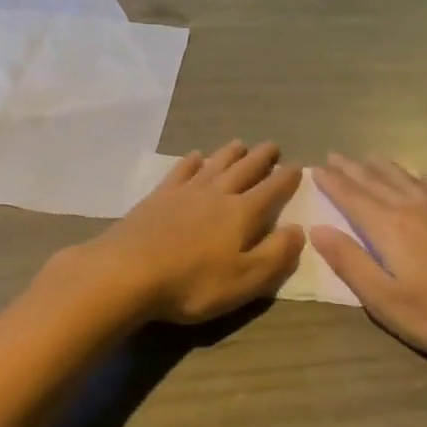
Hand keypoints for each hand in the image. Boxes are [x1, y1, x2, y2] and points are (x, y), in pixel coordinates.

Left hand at [72, 142, 303, 325]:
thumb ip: (275, 254)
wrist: (128, 271)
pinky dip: (192, 162)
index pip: (272, 190)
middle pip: (245, 169)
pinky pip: (181, 171)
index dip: (287, 179)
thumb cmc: (192, 282)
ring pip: (215, 164)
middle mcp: (217, 194)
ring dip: (230, 153)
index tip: (299, 167)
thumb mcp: (245, 279)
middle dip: (262, 158)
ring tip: (240, 143)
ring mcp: (186, 191)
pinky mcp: (159, 196)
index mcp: (242, 213)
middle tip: (273, 146)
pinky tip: (195, 157)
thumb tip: (299, 229)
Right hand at [311, 155, 426, 365]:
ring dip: (382, 167)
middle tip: (333, 155)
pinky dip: (422, 178)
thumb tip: (318, 229)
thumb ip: (350, 262)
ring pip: (405, 179)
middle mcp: (413, 209)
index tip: (314, 168)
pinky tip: (422, 178)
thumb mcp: (385, 300)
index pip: (352, 198)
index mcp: (389, 228)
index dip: (332, 183)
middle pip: (376, 182)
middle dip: (351, 169)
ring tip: (368, 157)